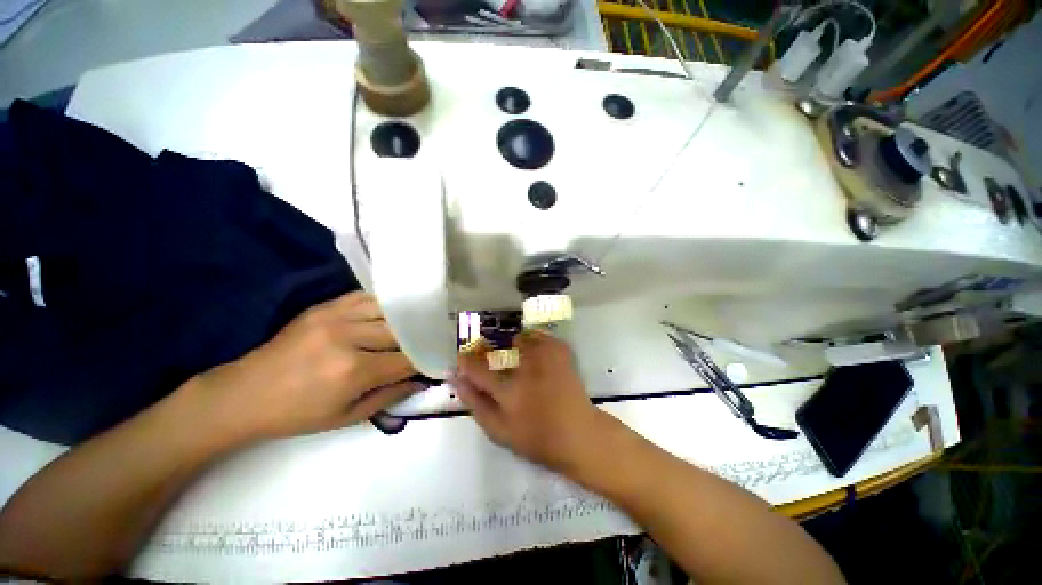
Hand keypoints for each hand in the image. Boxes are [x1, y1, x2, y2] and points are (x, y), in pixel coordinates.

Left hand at [192, 292, 419, 440]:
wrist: (245, 394)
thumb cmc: (298, 414)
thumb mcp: (348, 417)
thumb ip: (391, 396)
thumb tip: (421, 380)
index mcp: (353, 371)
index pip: (407, 360)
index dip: (427, 361)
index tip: (439, 361)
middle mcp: (348, 337)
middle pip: (402, 331)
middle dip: (420, 340)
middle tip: (431, 343)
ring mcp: (335, 317)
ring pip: (389, 310)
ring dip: (405, 320)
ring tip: (415, 327)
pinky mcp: (324, 306)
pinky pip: (365, 297)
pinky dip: (384, 304)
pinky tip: (391, 312)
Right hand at [454, 331, 608, 472]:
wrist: (579, 434)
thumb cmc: (537, 438)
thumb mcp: (499, 431)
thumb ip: (476, 404)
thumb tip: (457, 381)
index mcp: (510, 392)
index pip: (478, 369)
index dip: (467, 362)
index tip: (462, 358)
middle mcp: (527, 369)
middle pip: (500, 348)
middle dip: (491, 350)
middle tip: (492, 358)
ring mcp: (547, 358)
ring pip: (522, 337)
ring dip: (515, 345)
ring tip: (517, 357)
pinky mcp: (562, 353)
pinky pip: (542, 337)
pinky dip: (535, 341)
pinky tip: (536, 355)